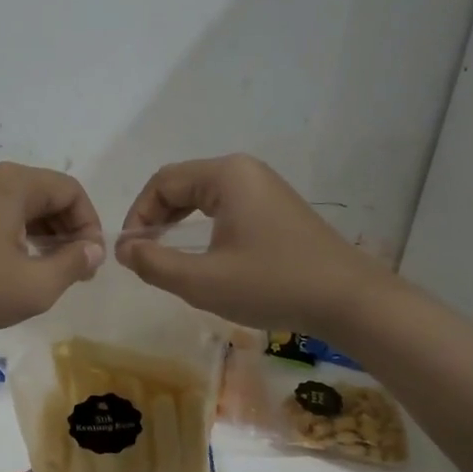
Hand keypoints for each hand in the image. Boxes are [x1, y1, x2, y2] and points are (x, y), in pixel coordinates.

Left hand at [0, 162, 103, 337]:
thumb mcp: (37, 285)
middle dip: (67, 229)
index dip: (89, 224)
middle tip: (76, 269)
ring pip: (17, 206)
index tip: (90, 262)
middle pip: (44, 194)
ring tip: (48, 271)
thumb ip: (73, 264)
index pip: (70, 190)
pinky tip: (11, 267)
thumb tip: (93, 249)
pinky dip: (12, 235)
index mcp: (12, 184)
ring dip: (41, 234)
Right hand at [116, 154, 390, 329]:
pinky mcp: (277, 207)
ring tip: (166, 256)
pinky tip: (203, 255)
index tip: (129, 251)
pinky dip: (203, 226)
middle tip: (144, 255)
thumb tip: (123, 249)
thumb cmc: (271, 285)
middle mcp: (244, 171)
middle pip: (182, 184)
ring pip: (203, 196)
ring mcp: (264, 187)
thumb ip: (154, 264)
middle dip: (156, 217)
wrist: (349, 300)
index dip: (138, 215)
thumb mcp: (202, 281)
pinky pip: (226, 207)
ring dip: (178, 222)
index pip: (162, 182)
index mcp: (226, 176)